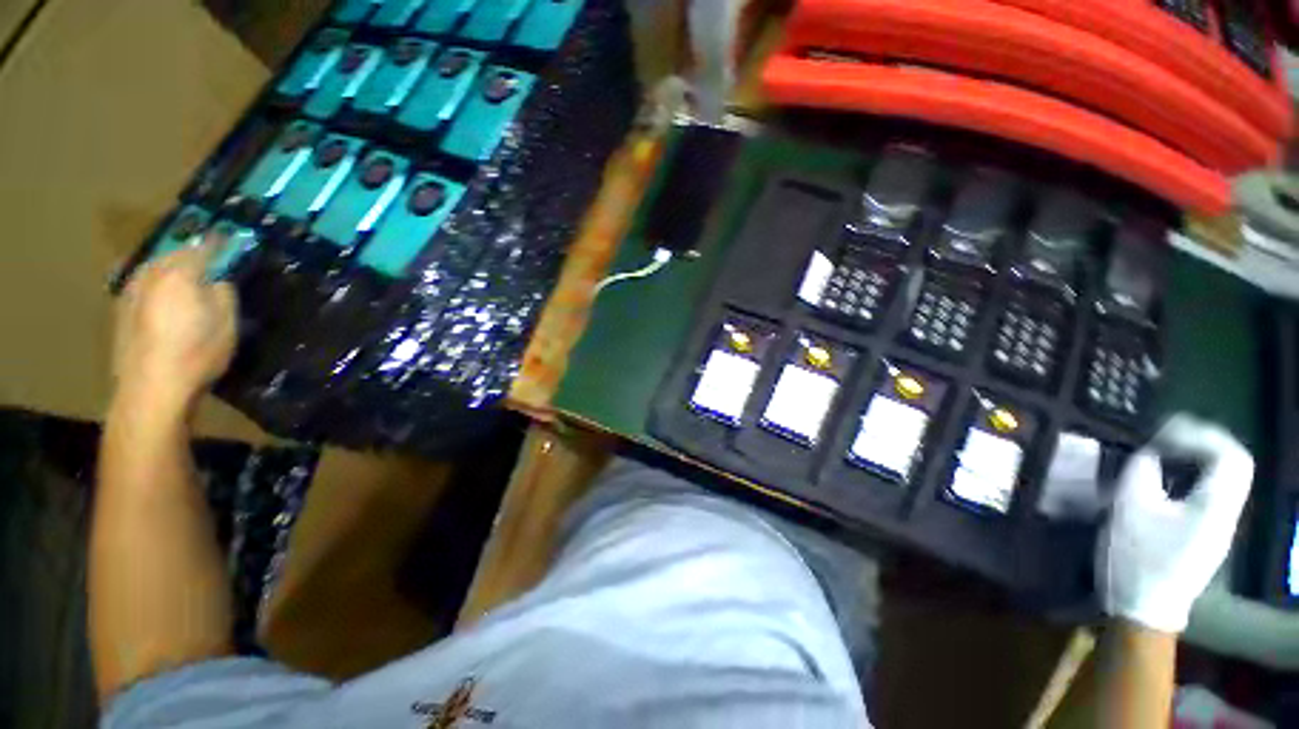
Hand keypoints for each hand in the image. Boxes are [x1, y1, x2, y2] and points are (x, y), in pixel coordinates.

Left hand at [112, 237, 237, 416]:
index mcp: (180, 273)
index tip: (231, 239)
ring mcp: (131, 290)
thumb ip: (223, 294)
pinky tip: (165, 299)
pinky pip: (144, 284)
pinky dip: (157, 284)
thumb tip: (217, 281)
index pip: (204, 248)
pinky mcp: (121, 309)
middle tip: (209, 260)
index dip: (219, 243)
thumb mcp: (226, 323)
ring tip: (185, 277)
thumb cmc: (196, 353)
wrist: (150, 388)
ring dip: (171, 269)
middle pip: (173, 255)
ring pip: (155, 268)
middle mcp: (151, 274)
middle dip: (191, 254)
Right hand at [1097, 414, 1253, 633]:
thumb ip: (1143, 471)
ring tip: (1165, 454)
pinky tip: (1167, 482)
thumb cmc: (1137, 557)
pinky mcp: (1207, 536)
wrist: (1143, 608)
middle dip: (1204, 443)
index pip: (1229, 455)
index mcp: (1215, 506)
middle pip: (1234, 465)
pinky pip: (1211, 495)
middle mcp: (1227, 514)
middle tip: (1169, 437)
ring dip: (1198, 460)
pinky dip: (1194, 478)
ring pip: (1224, 480)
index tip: (1163, 434)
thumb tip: (1150, 453)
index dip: (1200, 435)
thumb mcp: (1130, 507)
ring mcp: (1220, 527)